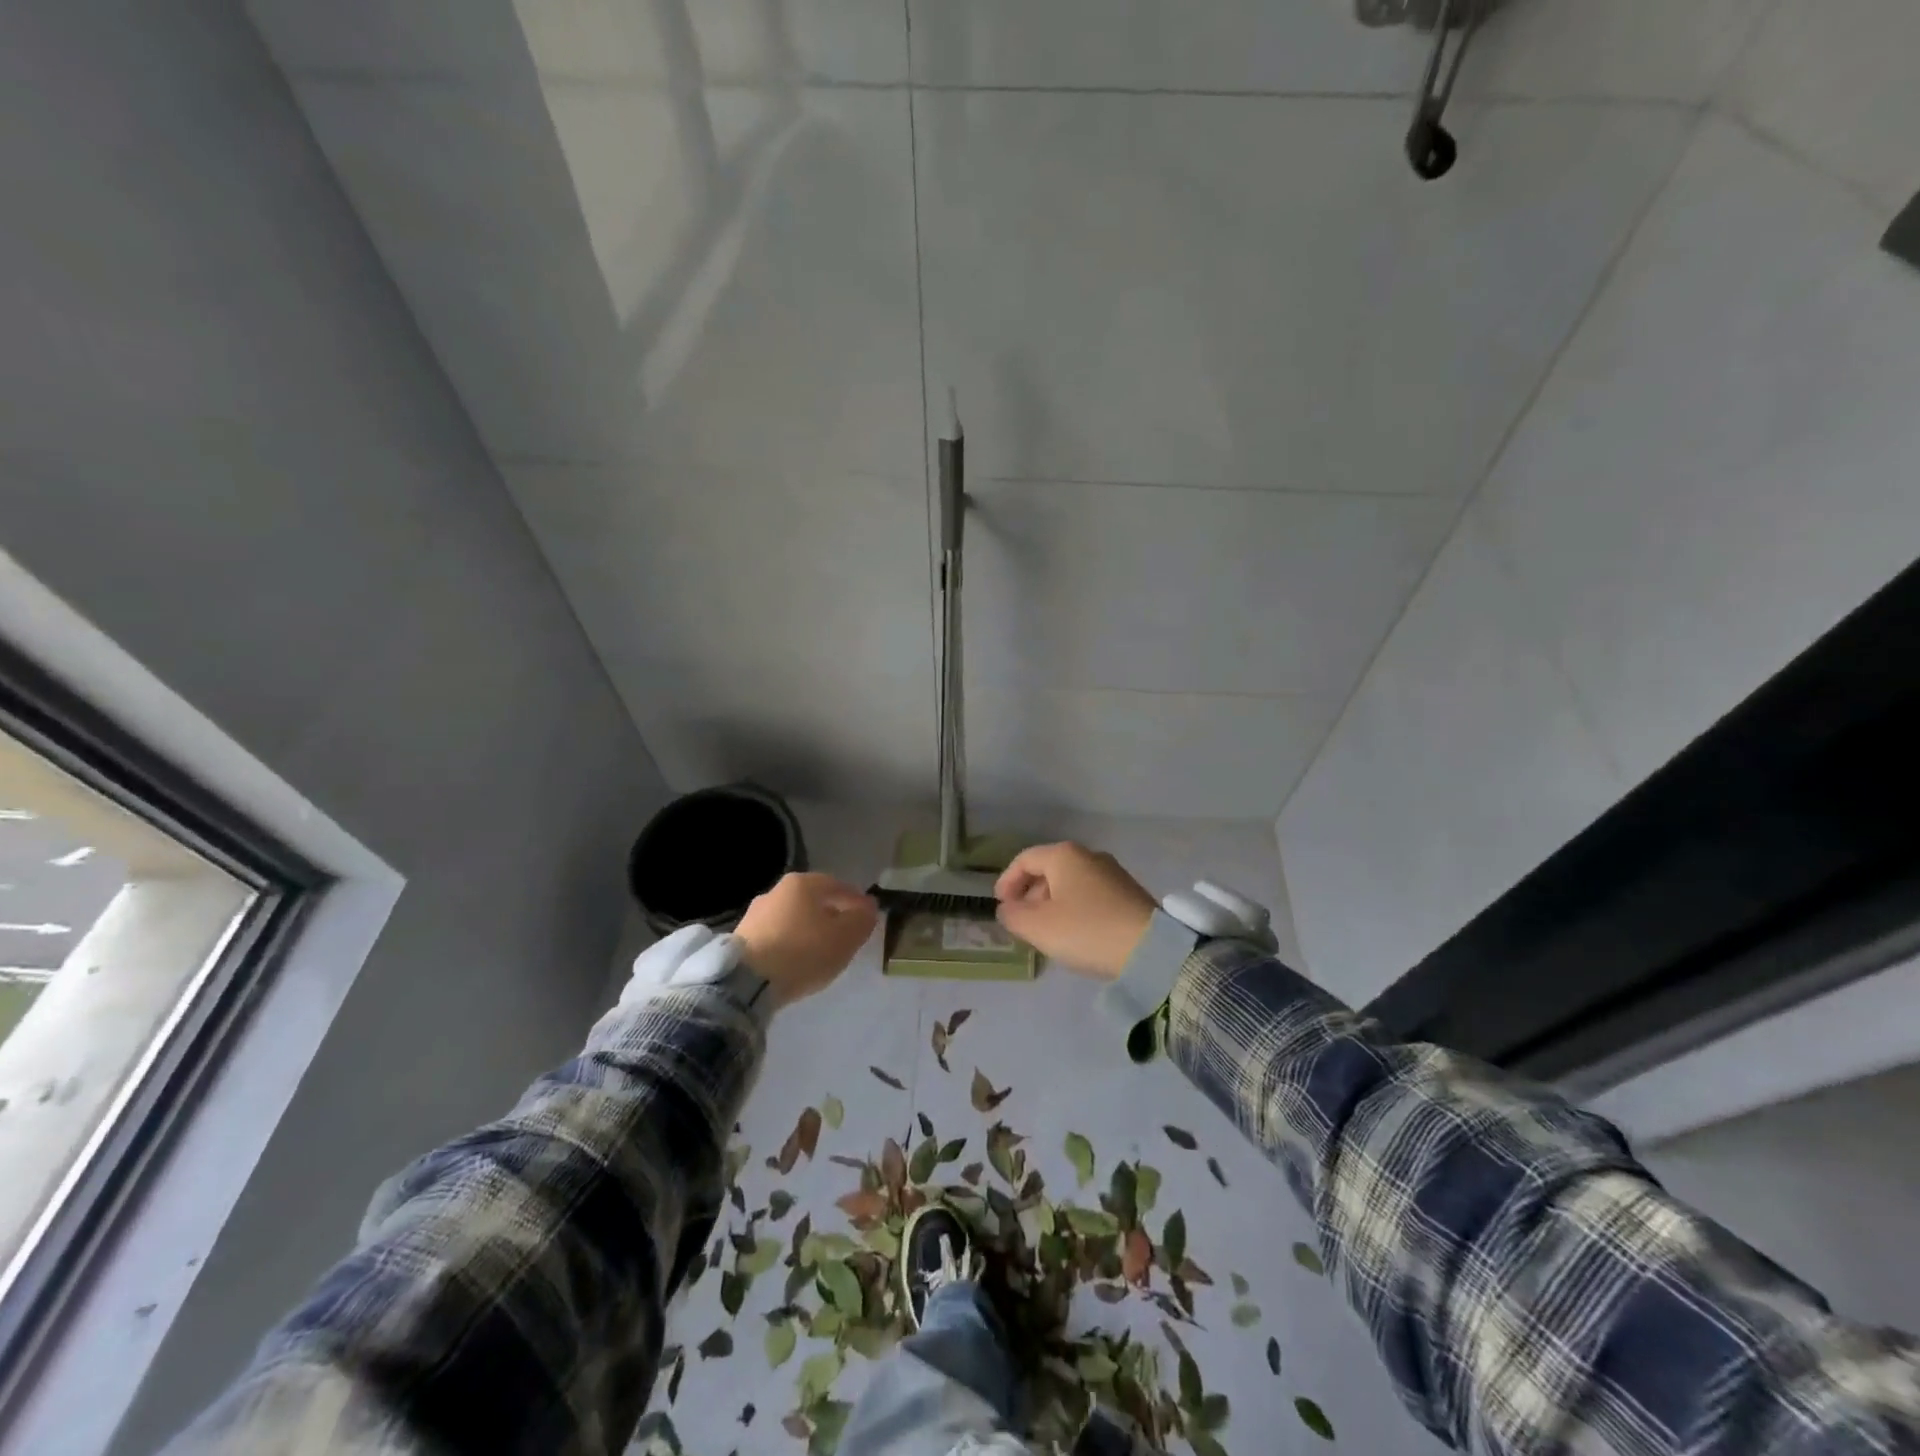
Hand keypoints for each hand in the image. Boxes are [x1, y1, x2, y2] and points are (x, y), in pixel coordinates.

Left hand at [735, 873, 877, 1007]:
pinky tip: (795, 960)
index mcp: (803, 883)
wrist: (746, 982)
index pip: (838, 886)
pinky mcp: (741, 938)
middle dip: (831, 914)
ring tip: (820, 950)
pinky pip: (776, 935)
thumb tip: (868, 908)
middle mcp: (777, 891)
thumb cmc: (803, 952)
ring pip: (793, 917)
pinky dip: (790, 942)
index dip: (856, 901)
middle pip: (813, 900)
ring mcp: (755, 913)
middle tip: (845, 933)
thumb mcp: (845, 938)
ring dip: (808, 929)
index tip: (868, 916)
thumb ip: (861, 920)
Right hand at [993, 842, 1155, 980]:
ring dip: (1052, 903)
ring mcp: (1113, 873)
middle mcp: (1089, 855)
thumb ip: (1013, 916)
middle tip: (1021, 920)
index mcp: (1064, 855)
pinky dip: (1074, 908)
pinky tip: (1075, 933)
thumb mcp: (1038, 927)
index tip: (1000, 905)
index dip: (1007, 881)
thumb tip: (1007, 909)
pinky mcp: (1129, 892)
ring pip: (1070, 883)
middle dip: (1030, 894)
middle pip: (1049, 869)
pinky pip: (1090, 894)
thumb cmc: (1086, 930)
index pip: (1025, 859)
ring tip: (1047, 931)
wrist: (1150, 949)